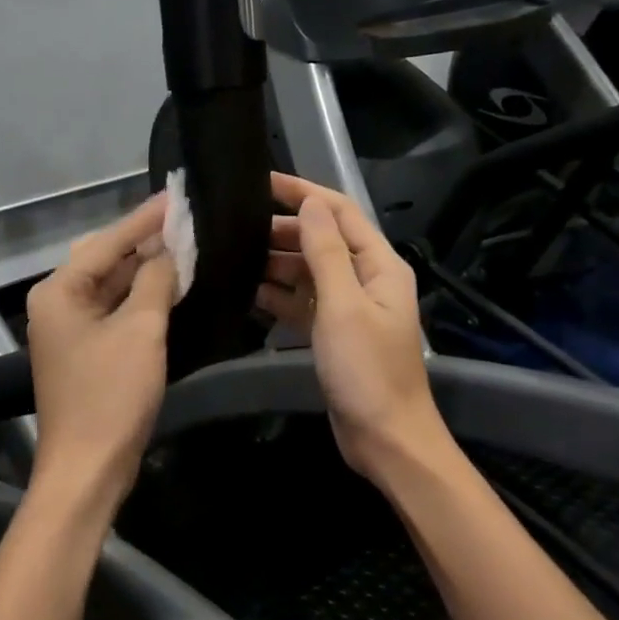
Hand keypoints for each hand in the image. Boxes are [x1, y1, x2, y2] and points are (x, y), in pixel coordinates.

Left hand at [26, 194, 178, 518]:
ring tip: (185, 246)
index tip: (178, 195)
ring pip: (111, 285)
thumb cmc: (111, 395)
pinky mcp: (86, 351)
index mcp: (59, 291)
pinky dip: (141, 298)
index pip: (108, 241)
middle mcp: (57, 303)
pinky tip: (170, 286)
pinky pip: (115, 310)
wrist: (88, 469)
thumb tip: (170, 251)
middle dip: (145, 241)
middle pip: (106, 259)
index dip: (146, 218)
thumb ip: (155, 281)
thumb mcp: (140, 330)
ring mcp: (70, 328)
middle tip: (185, 220)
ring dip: (145, 270)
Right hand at [255, 174, 445, 484]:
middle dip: (283, 228)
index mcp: (379, 264)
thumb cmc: (368, 370)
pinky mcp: (331, 332)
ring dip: (276, 262)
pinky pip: (301, 302)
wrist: (385, 438)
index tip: (262, 181)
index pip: (339, 212)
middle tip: (237, 223)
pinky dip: (277, 295)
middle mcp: (365, 278)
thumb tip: (310, 204)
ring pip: (307, 270)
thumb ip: (326, 252)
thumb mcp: (344, 305)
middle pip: (321, 239)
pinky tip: (246, 290)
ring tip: (234, 253)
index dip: (302, 192)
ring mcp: (347, 306)